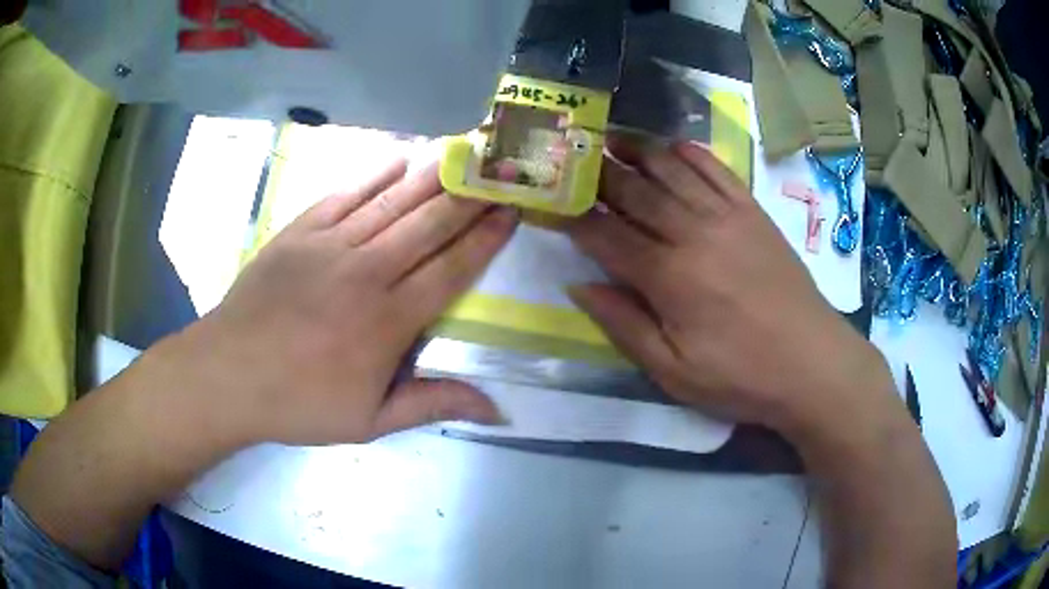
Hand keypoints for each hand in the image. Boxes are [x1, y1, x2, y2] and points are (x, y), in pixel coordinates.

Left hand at [167, 161, 516, 445]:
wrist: (228, 374)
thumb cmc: (299, 403)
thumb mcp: (369, 422)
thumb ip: (432, 404)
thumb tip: (497, 409)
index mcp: (388, 322)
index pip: (450, 269)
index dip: (485, 239)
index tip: (511, 211)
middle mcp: (366, 273)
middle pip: (429, 225)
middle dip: (470, 195)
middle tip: (501, 169)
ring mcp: (330, 246)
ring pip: (392, 201)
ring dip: (433, 174)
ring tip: (465, 151)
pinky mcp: (300, 231)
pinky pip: (345, 194)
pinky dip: (375, 174)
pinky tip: (400, 157)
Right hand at [567, 140, 894, 438]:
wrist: (811, 362)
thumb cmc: (740, 376)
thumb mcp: (672, 371)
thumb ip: (623, 325)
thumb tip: (578, 285)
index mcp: (669, 277)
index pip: (606, 235)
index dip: (573, 218)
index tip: (549, 203)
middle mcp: (693, 233)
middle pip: (634, 191)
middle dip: (596, 173)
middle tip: (571, 156)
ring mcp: (727, 215)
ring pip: (672, 169)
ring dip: (637, 150)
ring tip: (610, 138)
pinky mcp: (753, 211)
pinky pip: (716, 168)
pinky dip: (690, 152)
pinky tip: (671, 146)